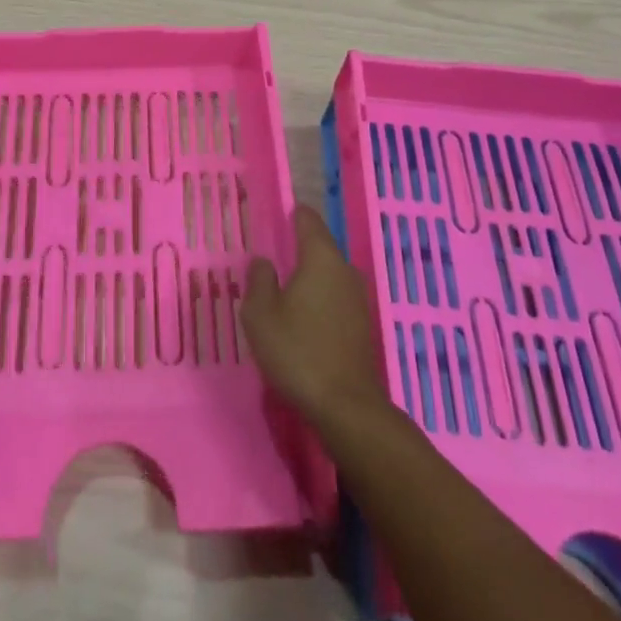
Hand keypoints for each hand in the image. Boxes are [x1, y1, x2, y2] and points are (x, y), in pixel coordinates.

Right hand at [242, 206, 385, 427]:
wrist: (345, 406)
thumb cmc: (298, 351)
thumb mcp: (260, 314)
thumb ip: (259, 280)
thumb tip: (264, 261)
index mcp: (320, 257)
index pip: (307, 219)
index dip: (290, 214)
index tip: (273, 216)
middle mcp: (344, 269)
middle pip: (319, 246)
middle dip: (296, 247)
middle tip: (269, 255)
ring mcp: (357, 297)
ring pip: (327, 273)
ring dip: (307, 276)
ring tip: (281, 287)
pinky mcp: (361, 324)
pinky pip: (334, 296)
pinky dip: (318, 298)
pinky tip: (301, 316)